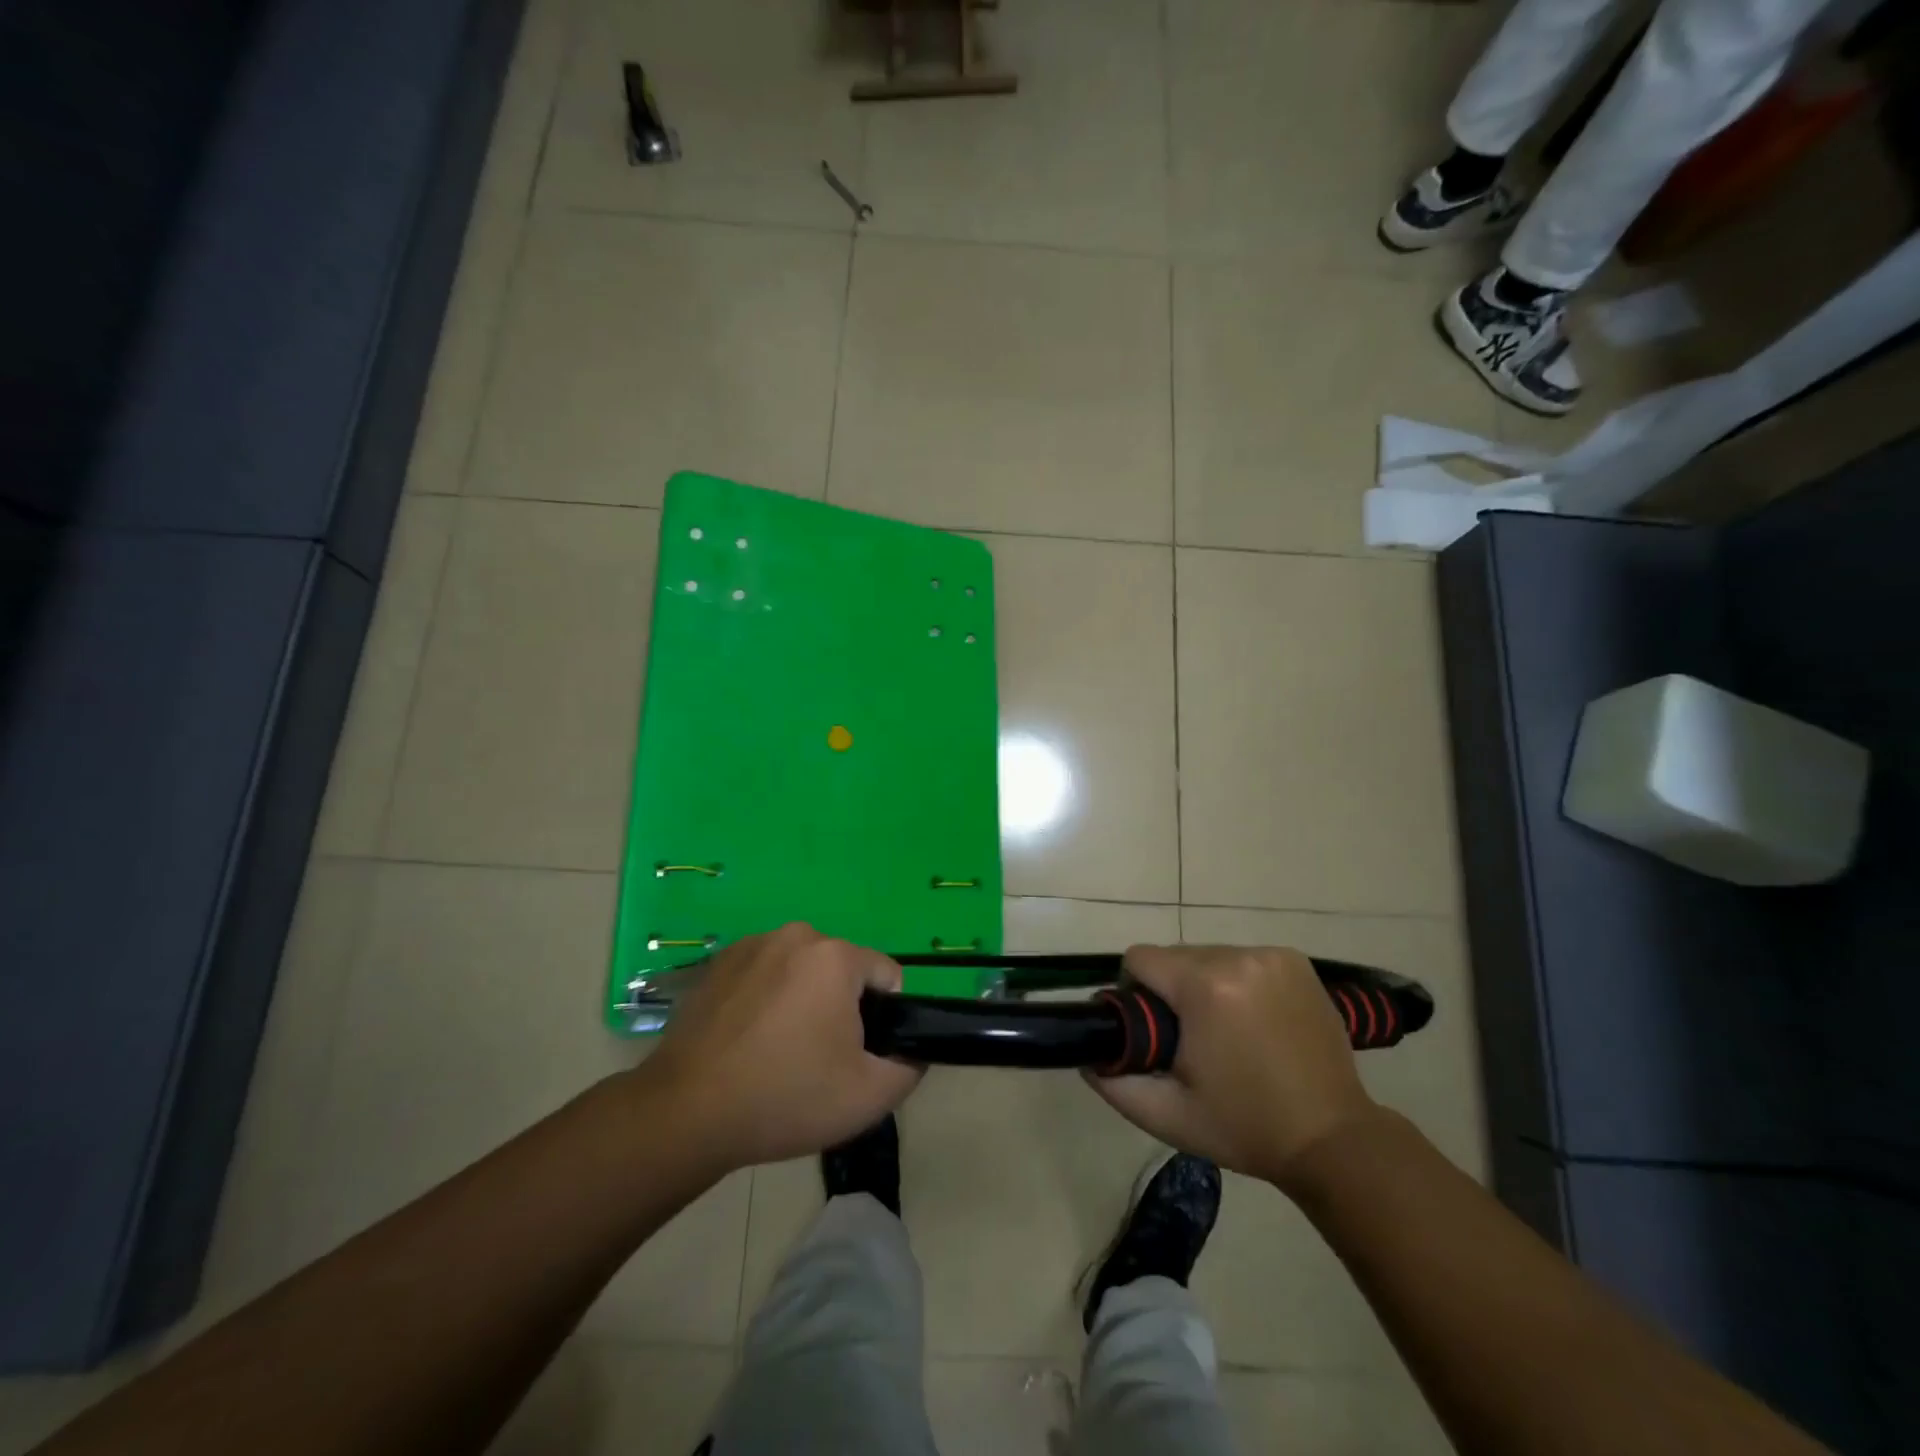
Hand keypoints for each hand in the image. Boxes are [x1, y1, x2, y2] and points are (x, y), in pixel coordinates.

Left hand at [629, 924, 922, 1172]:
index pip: (886, 976)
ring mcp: (752, 945)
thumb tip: (912, 1050)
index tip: (854, 1055)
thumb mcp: (869, 1096)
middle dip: (840, 1007)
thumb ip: (910, 1066)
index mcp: (835, 955)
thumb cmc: (786, 1097)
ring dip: (801, 1002)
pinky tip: (745, 1042)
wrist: (686, 1112)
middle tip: (815, 1059)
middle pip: (842, 971)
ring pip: (801, 971)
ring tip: (776, 1053)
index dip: (882, 1018)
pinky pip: (764, 975)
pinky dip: (765, 1000)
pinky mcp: (717, 963)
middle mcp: (796, 935)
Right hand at [1085, 945, 1379, 1189]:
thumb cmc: (1245, 1127)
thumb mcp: (1167, 1115)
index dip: (1135, 994)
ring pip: (1208, 956)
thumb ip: (1115, 1082)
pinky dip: (1237, 982)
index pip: (1139, 959)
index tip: (1155, 1033)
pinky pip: (1242, 959)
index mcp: (1205, 986)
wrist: (1333, 1140)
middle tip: (1191, 1041)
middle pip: (1175, 956)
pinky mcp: (1297, 961)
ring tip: (1226, 1034)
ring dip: (1204, 985)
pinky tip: (1254, 1021)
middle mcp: (1238, 956)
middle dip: (1172, 991)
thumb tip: (1088, 1054)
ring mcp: (1272, 956)